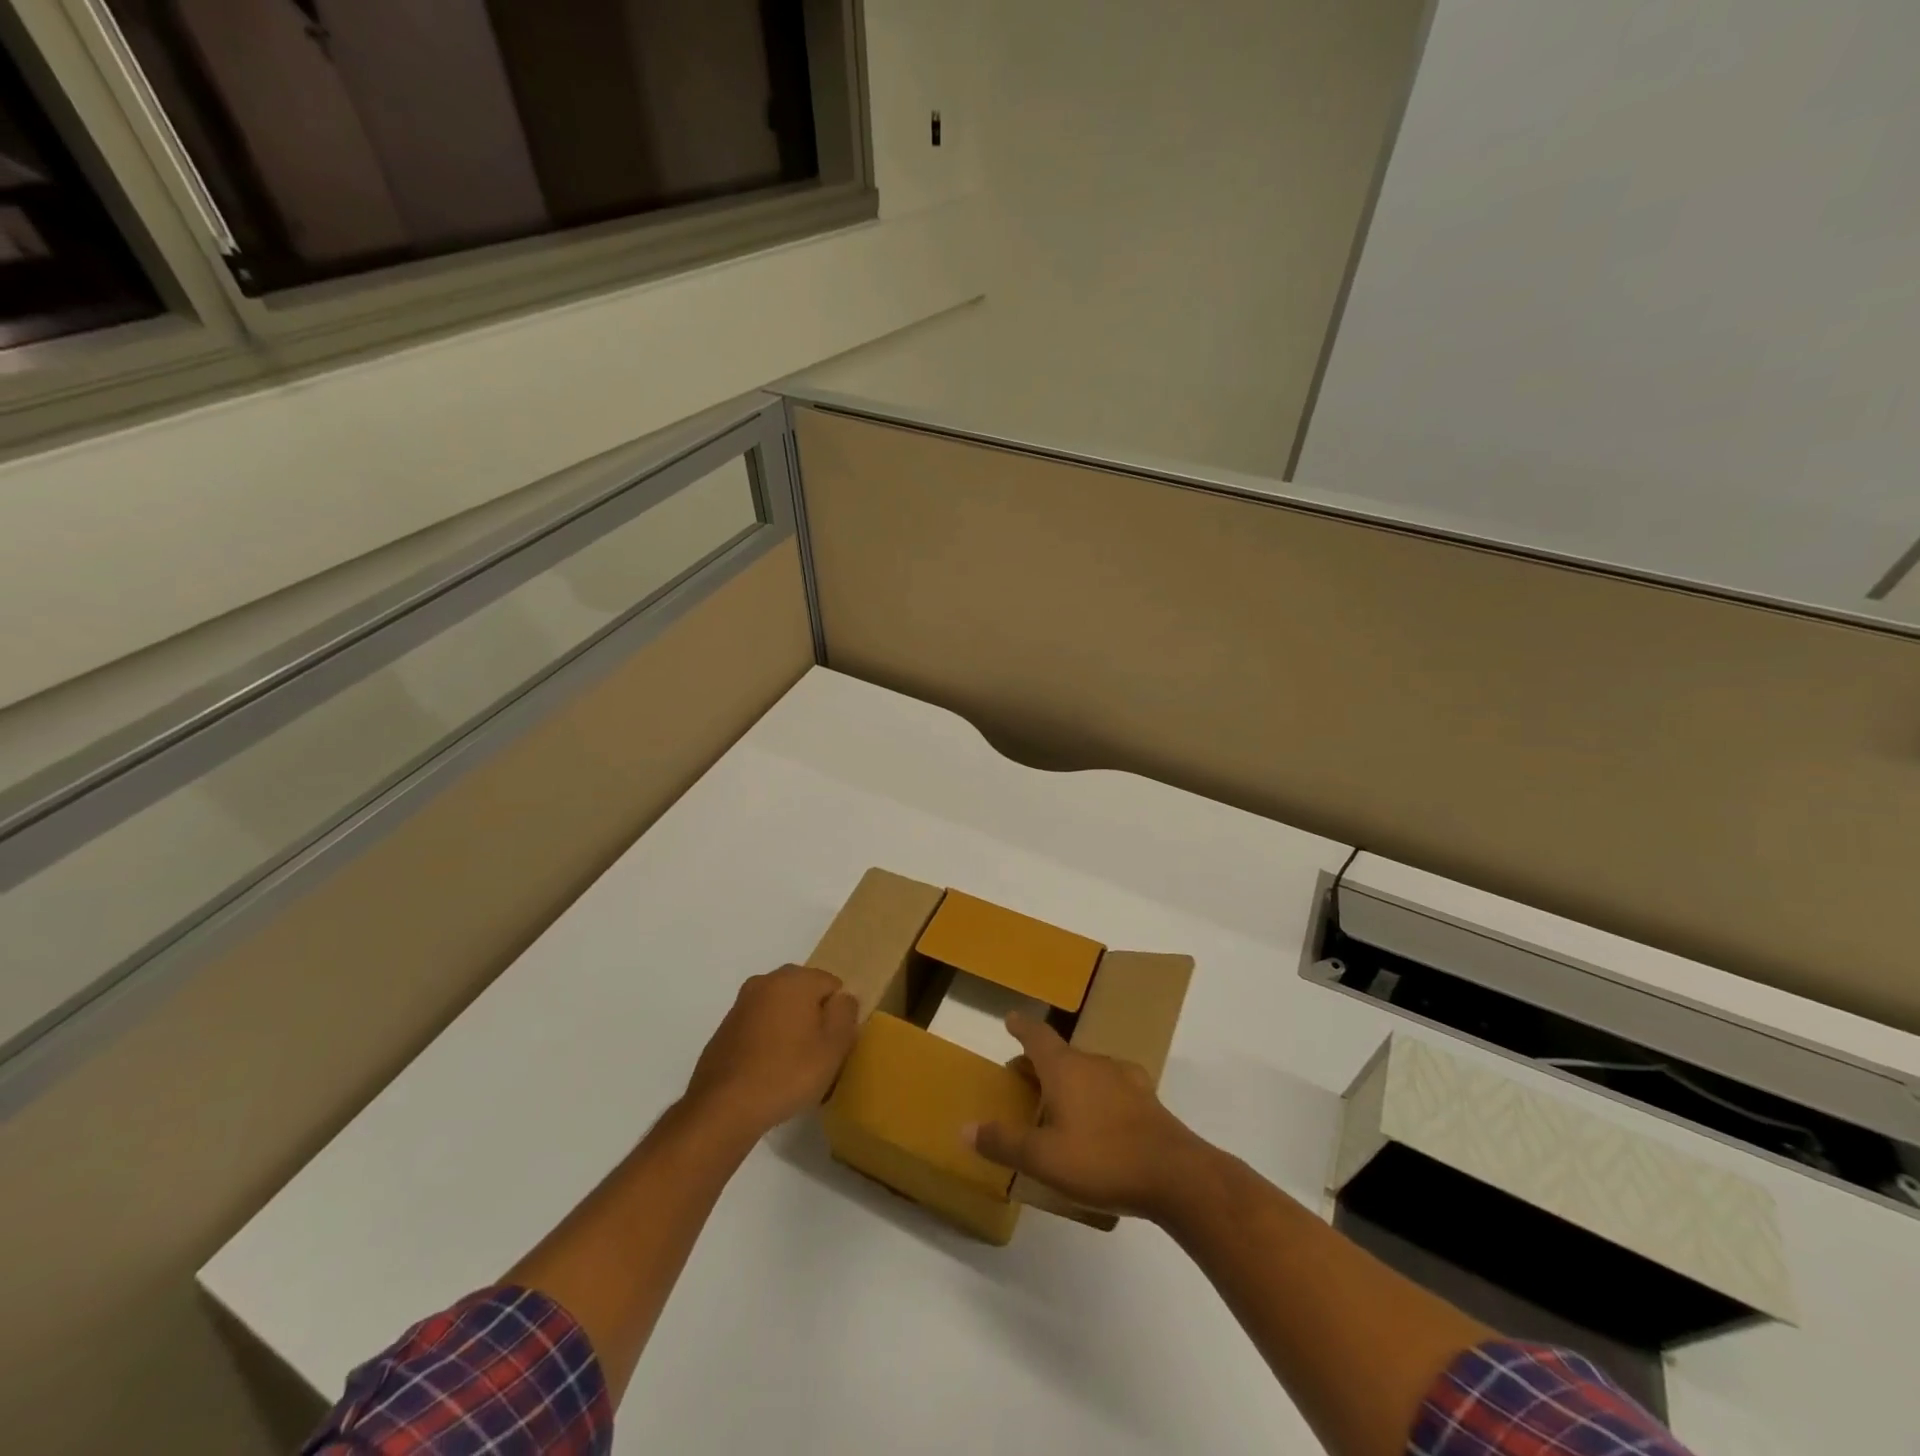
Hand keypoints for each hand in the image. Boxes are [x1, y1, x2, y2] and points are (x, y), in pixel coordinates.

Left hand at [684, 966, 858, 1140]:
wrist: (723, 1108)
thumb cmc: (788, 1073)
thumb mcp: (834, 1046)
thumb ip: (846, 1012)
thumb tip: (842, 998)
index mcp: (794, 979)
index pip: (832, 985)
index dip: (838, 1015)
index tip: (834, 1045)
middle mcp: (765, 981)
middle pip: (805, 994)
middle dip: (814, 1019)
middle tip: (818, 1057)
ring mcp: (741, 1005)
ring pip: (780, 1010)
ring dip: (791, 1030)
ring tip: (793, 1068)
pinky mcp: (725, 1029)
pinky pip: (759, 1027)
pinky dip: (768, 1042)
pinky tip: (769, 1072)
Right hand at [967, 1013, 1211, 1221]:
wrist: (1175, 1175)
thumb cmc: (1102, 1159)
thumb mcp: (1044, 1158)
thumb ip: (1004, 1142)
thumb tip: (964, 1128)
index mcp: (1066, 1068)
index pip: (1037, 1036)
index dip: (1021, 1027)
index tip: (1010, 1018)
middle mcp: (1094, 1064)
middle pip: (1061, 1054)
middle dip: (1039, 1062)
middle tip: (1023, 1076)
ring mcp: (1125, 1079)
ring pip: (1087, 1070)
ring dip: (1069, 1079)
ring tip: (1058, 1102)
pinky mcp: (1147, 1101)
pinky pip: (1111, 1088)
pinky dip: (1096, 1095)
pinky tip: (1099, 1118)